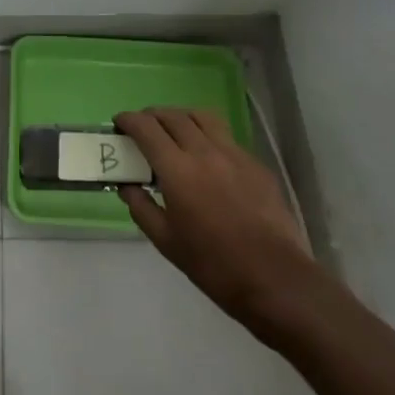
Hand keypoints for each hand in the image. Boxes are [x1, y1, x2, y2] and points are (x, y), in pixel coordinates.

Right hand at [114, 108, 320, 334]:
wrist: (274, 278)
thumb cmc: (214, 265)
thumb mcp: (167, 242)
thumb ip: (142, 208)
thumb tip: (127, 186)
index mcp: (177, 170)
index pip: (146, 128)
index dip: (129, 120)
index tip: (119, 123)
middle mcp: (204, 151)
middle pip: (173, 116)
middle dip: (152, 115)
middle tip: (143, 127)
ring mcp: (234, 154)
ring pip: (202, 117)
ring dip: (181, 117)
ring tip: (174, 130)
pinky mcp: (255, 163)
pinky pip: (226, 137)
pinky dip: (208, 135)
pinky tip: (207, 157)